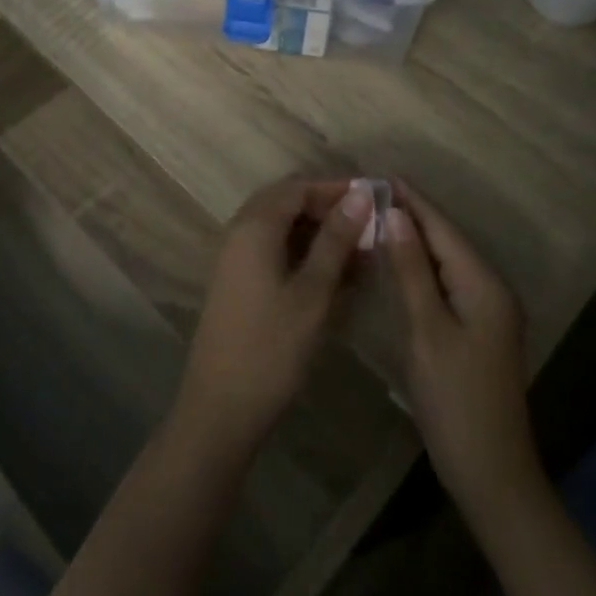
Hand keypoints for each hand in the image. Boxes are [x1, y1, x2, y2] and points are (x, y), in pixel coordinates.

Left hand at [172, 176, 372, 463]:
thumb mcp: (312, 292)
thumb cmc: (271, 348)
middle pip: (288, 203)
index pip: (298, 187)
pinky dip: (305, 255)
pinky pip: (275, 251)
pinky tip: (336, 275)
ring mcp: (236, 258)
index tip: (375, 199)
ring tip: (361, 253)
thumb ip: (335, 240)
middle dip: (329, 209)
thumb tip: (359, 195)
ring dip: (319, 234)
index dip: (337, 188)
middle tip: (369, 226)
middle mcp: (240, 232)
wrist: (220, 408)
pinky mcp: (239, 282)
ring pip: (283, 229)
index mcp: (254, 226)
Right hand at [383, 182, 544, 526]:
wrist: (491, 472)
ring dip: (415, 239)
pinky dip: (422, 267)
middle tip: (371, 193)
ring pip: (447, 261)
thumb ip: (411, 271)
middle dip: (413, 215)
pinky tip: (399, 262)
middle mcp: (492, 289)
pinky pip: (448, 282)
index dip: (413, 200)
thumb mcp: (427, 330)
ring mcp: (488, 311)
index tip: (381, 174)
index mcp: (484, 284)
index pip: (443, 229)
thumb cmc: (455, 400)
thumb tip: (397, 215)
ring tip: (378, 216)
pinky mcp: (478, 329)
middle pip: (447, 241)